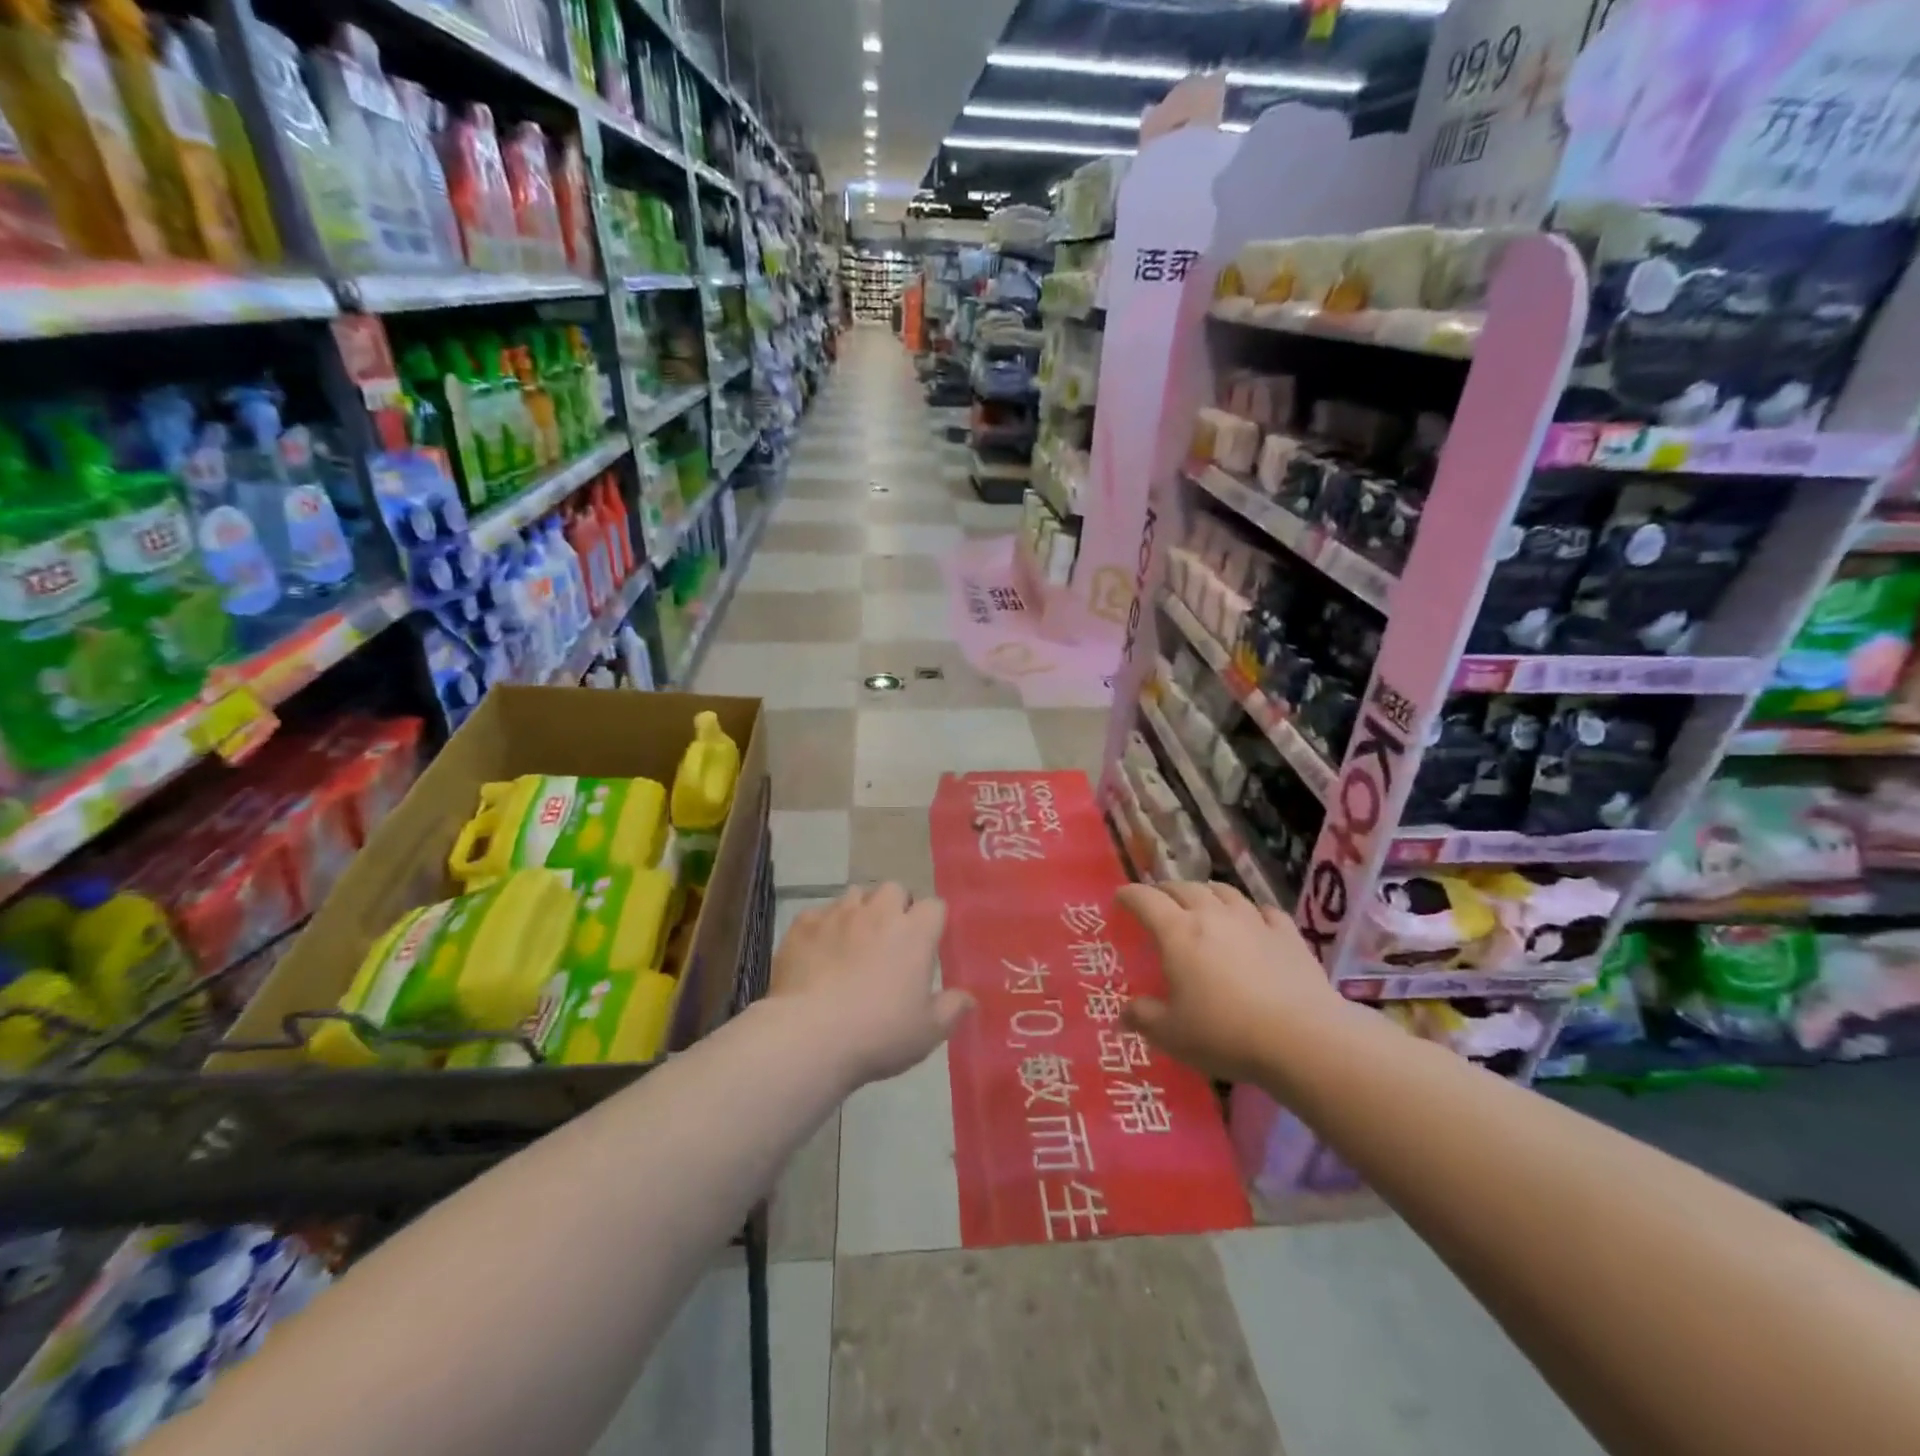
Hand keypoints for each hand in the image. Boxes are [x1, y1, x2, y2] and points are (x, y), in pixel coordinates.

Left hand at [769, 883, 974, 1086]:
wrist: (809, 1036)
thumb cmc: (878, 1033)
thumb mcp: (927, 1032)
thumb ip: (951, 1009)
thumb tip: (969, 997)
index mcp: (914, 932)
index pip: (934, 906)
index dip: (932, 921)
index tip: (927, 944)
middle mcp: (877, 913)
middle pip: (893, 889)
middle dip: (895, 906)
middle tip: (891, 938)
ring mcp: (837, 915)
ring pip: (854, 894)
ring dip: (859, 911)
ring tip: (854, 939)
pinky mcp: (803, 925)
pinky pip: (817, 914)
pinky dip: (822, 927)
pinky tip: (818, 952)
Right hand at [1116, 882, 1343, 1084]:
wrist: (1302, 1039)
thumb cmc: (1225, 1034)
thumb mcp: (1172, 1035)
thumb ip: (1144, 1019)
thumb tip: (1125, 1012)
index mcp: (1178, 933)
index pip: (1146, 900)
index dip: (1130, 895)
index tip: (1120, 897)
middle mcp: (1213, 916)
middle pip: (1184, 888)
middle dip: (1166, 890)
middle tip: (1158, 900)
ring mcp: (1254, 921)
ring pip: (1225, 891)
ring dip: (1207, 891)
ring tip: (1202, 899)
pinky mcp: (1288, 935)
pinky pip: (1265, 911)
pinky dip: (1253, 911)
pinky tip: (1254, 920)